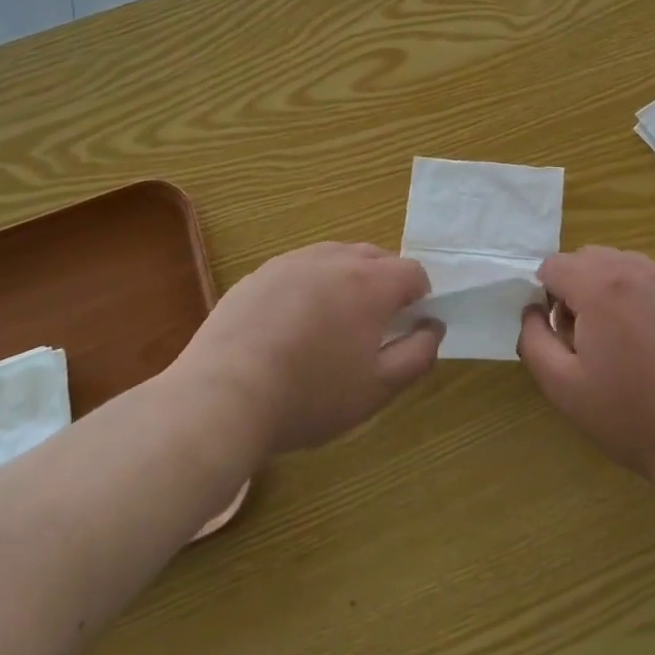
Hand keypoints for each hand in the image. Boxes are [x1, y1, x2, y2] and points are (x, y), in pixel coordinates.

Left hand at [172, 242, 440, 453]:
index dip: (420, 296)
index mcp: (370, 283)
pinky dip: (309, 286)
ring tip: (333, 322)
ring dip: (347, 279)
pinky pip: (299, 269)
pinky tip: (292, 324)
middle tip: (374, 325)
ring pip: (335, 258)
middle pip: (375, 257)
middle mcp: (334, 259)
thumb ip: (418, 354)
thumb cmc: (310, 396)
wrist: (222, 398)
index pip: (412, 271)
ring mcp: (291, 262)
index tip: (408, 325)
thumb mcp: (378, 389)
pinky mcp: (258, 275)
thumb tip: (432, 326)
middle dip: (385, 283)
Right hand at [518, 247, 654, 484]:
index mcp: (600, 286)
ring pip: (615, 263)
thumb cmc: (630, 414)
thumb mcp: (563, 387)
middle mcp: (634, 270)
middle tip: (581, 339)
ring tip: (612, 339)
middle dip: (571, 288)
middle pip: (584, 257)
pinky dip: (630, 294)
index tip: (558, 335)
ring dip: (601, 287)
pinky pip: (644, 278)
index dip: (544, 297)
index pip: (553, 265)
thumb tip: (532, 311)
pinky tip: (642, 340)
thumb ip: (534, 340)